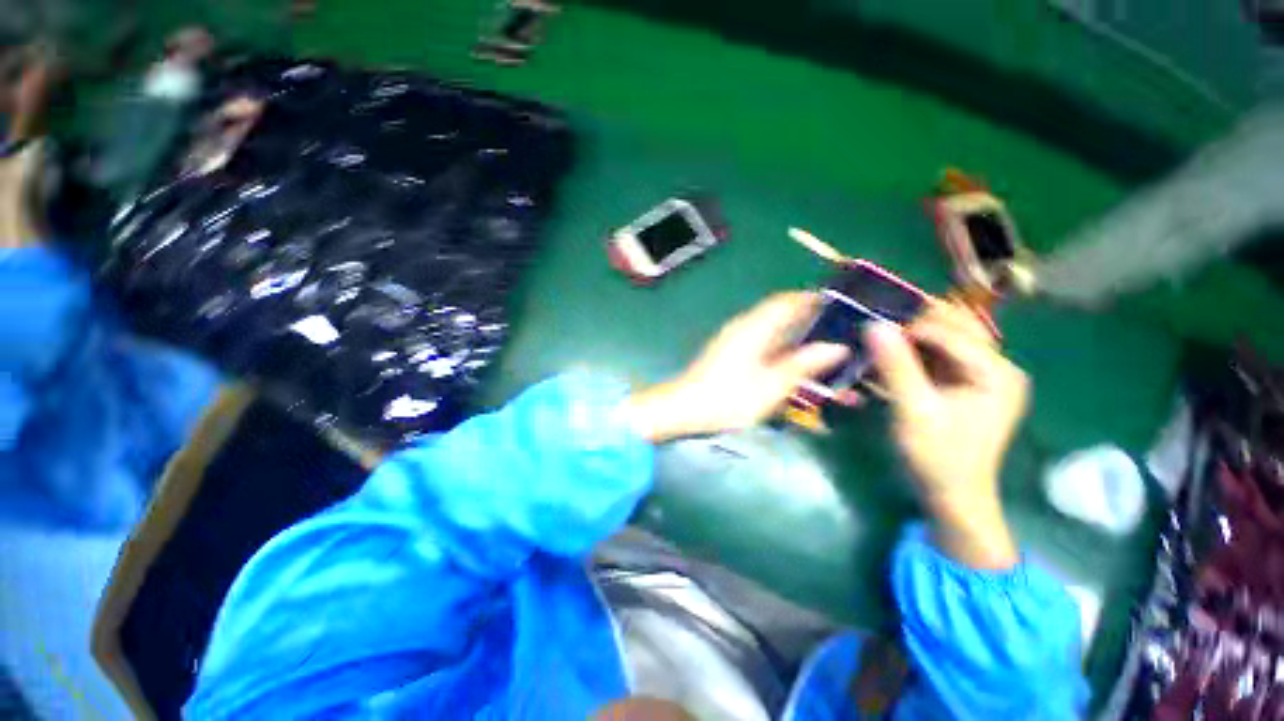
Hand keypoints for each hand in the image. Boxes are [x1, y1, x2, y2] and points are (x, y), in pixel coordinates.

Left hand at [622, 292, 849, 441]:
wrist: (684, 408)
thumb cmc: (727, 398)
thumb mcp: (771, 385)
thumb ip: (802, 364)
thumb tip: (836, 347)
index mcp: (753, 327)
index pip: (787, 301)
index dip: (813, 300)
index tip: (840, 307)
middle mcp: (743, 327)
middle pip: (780, 314)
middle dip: (808, 320)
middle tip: (836, 332)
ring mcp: (734, 339)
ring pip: (771, 329)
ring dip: (794, 336)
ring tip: (819, 349)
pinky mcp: (729, 353)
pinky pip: (761, 342)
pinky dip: (780, 347)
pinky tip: (791, 364)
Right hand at [866, 301, 1027, 568]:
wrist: (952, 496)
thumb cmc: (937, 457)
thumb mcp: (913, 411)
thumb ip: (896, 366)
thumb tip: (874, 324)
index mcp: (996, 372)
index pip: (950, 331)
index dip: (909, 326)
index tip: (870, 328)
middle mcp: (997, 366)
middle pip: (954, 327)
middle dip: (913, 324)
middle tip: (874, 327)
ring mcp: (983, 375)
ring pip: (945, 337)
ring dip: (912, 334)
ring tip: (878, 338)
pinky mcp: (967, 384)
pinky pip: (939, 354)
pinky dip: (914, 350)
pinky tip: (890, 354)